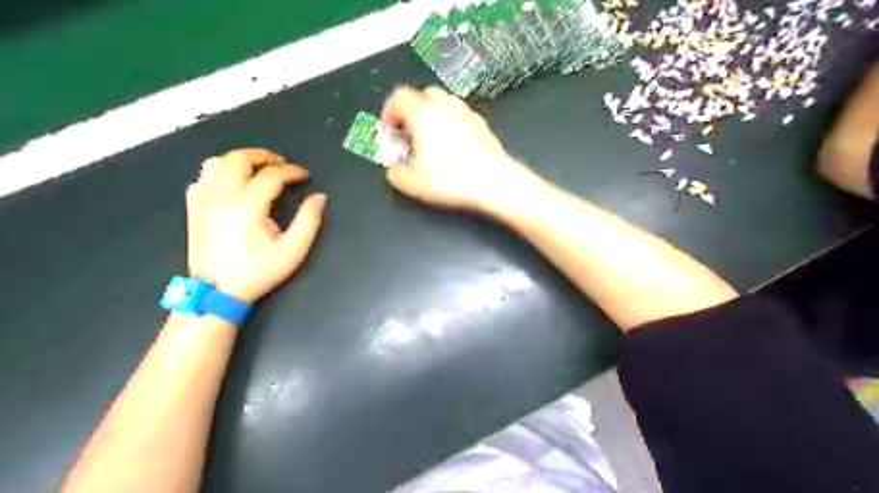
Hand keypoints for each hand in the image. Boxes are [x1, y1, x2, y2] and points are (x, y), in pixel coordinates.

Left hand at [185, 147, 325, 299]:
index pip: (272, 175)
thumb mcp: (292, 250)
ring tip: (257, 168)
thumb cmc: (257, 271)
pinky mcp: (193, 206)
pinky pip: (203, 176)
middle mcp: (222, 196)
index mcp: (247, 206)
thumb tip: (319, 197)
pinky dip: (220, 171)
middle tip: (281, 164)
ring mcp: (203, 199)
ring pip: (217, 162)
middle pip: (239, 159)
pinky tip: (233, 182)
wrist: (217, 291)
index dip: (292, 171)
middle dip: (264, 156)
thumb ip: (309, 220)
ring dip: (240, 159)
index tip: (304, 176)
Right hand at [381, 84, 531, 211]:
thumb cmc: (452, 180)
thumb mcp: (413, 183)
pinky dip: (449, 122)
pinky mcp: (481, 122)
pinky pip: (458, 114)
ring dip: (431, 115)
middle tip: (410, 135)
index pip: (399, 97)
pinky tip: (452, 145)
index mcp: (423, 114)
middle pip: (421, 94)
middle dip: (410, 112)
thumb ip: (394, 173)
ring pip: (442, 102)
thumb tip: (393, 168)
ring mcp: (465, 112)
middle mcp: (445, 106)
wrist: (494, 181)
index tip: (390, 130)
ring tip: (430, 141)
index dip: (388, 112)